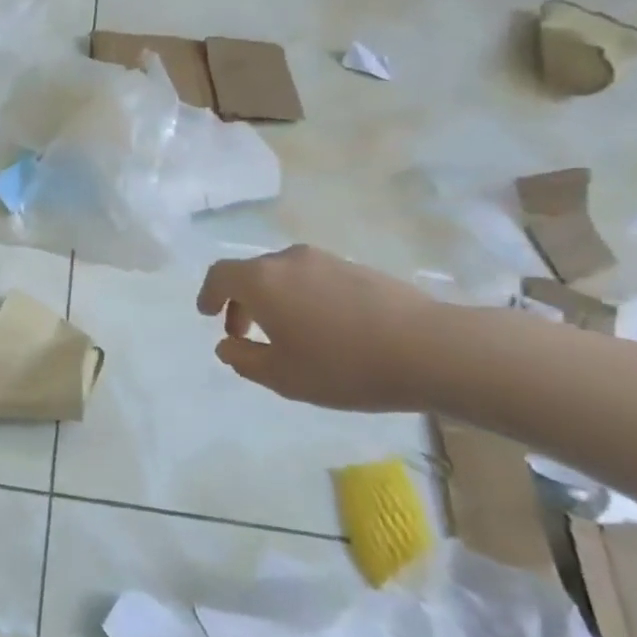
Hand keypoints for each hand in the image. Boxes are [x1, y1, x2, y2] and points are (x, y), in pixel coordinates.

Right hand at [196, 246, 434, 410]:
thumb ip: (244, 359)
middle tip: (244, 334)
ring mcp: (326, 260)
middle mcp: (288, 260)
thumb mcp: (283, 377)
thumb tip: (226, 344)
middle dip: (240, 302)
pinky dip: (301, 297)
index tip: (208, 314)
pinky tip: (323, 328)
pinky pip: (312, 278)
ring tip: (286, 334)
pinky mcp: (356, 268)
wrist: (429, 349)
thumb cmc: (343, 365)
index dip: (209, 293)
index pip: (220, 275)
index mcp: (262, 281)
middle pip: (251, 273)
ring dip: (273, 299)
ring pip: (283, 275)